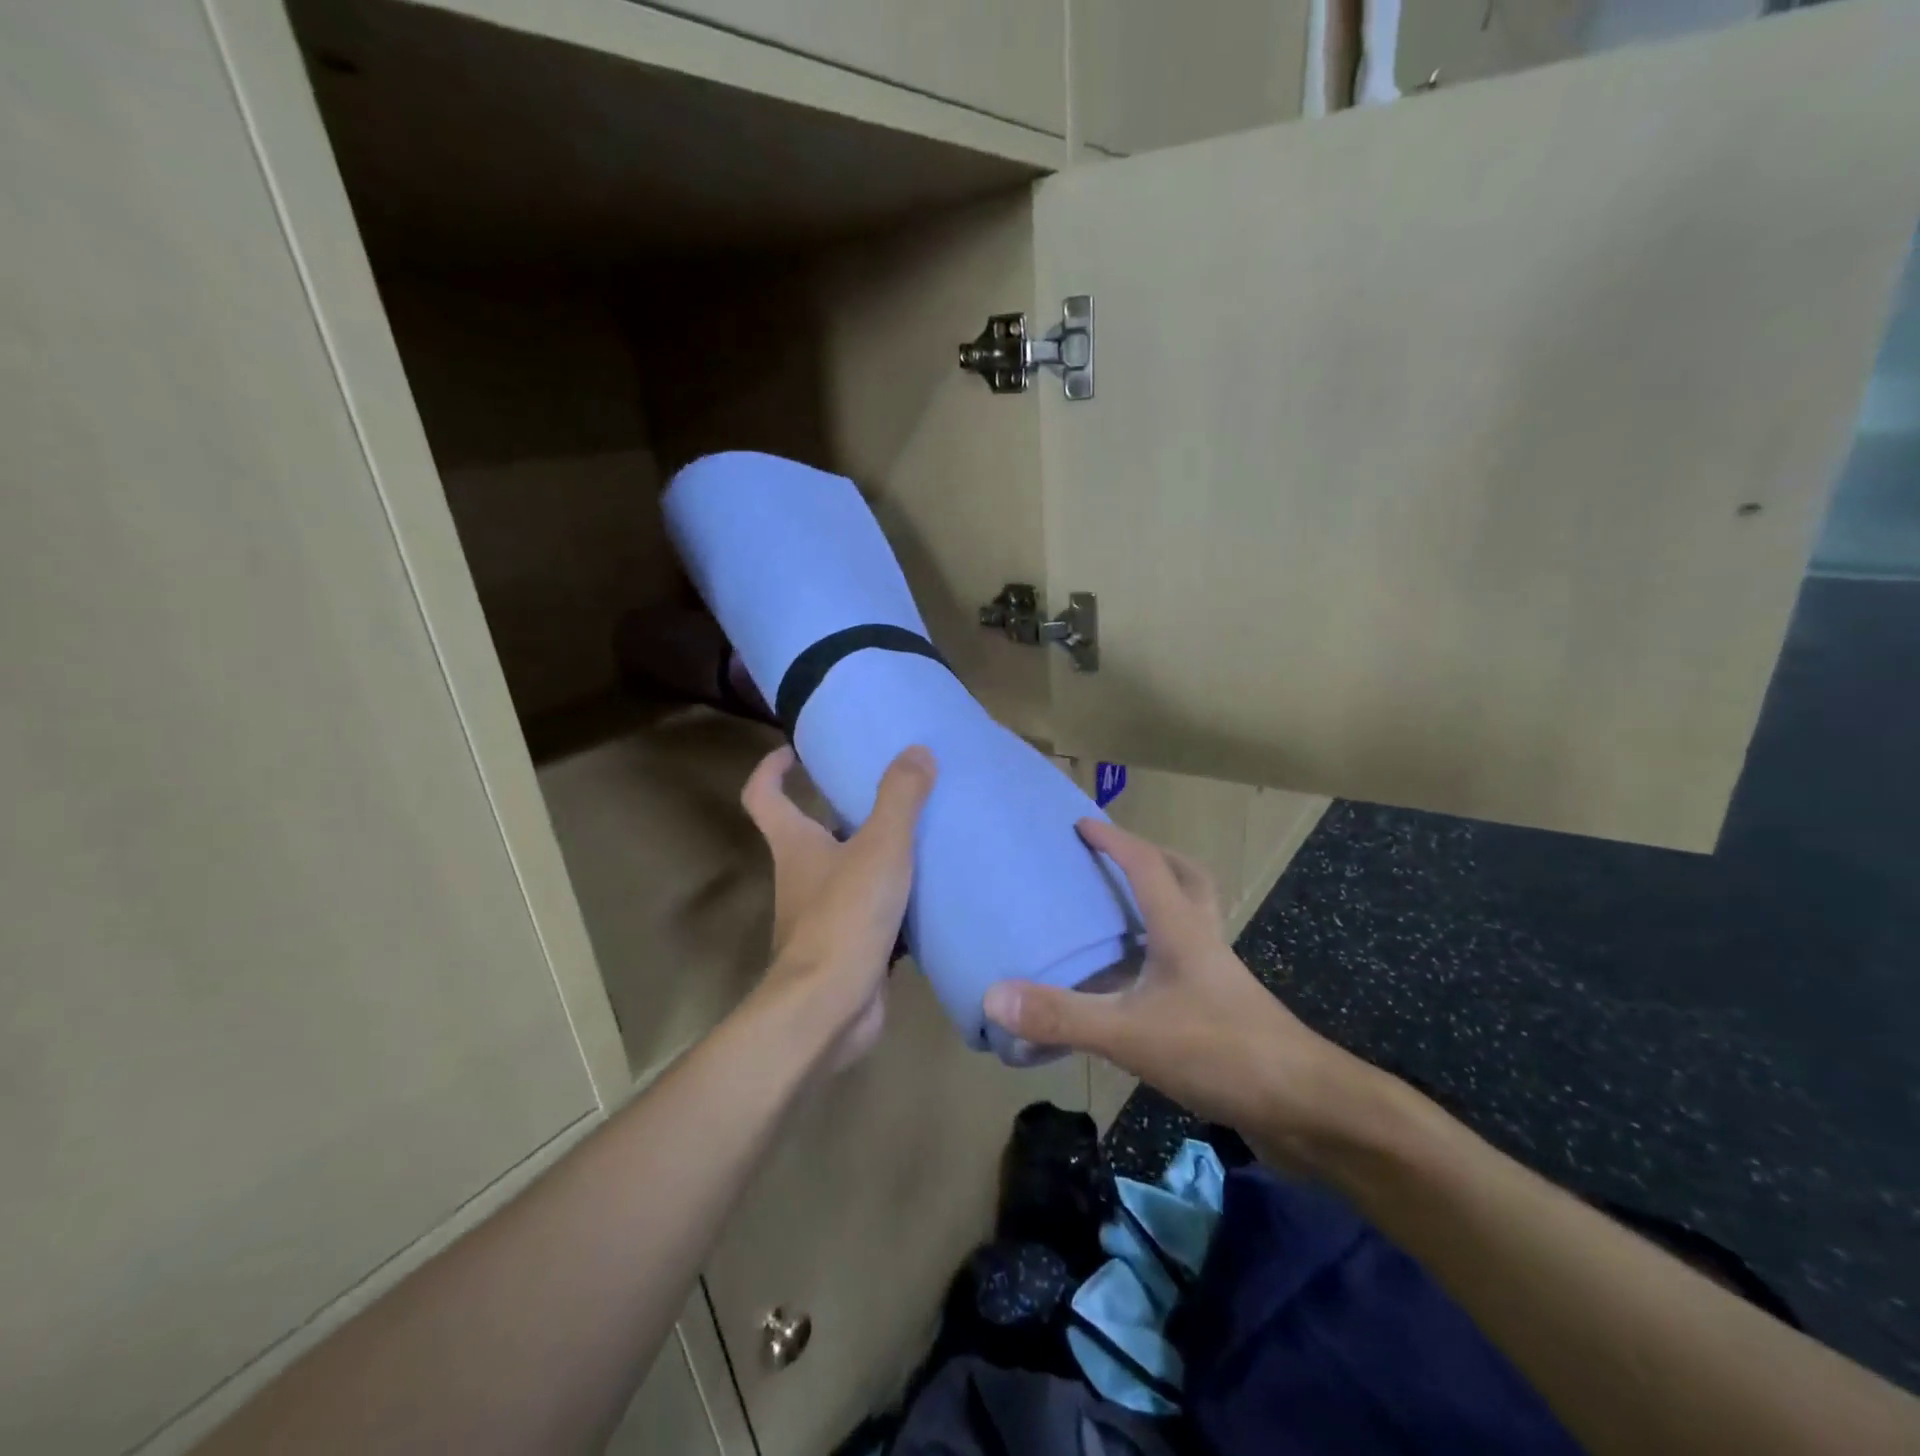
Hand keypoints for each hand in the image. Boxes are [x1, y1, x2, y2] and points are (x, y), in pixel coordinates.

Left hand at [741, 744, 935, 1069]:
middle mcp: (801, 876)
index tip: (794, 750)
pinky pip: (871, 910)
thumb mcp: (880, 848)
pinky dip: (893, 897)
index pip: (764, 795)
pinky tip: (930, 890)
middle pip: (811, 831)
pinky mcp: (847, 946)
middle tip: (886, 788)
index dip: (772, 769)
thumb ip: (900, 798)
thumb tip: (917, 750)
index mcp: (795, 845)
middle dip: (840, 808)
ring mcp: (822, 915)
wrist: (830, 1009)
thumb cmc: (845, 917)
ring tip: (919, 833)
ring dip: (873, 853)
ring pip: (846, 871)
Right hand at [983, 818, 1375, 1166]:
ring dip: (1160, 904)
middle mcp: (1203, 943)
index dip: (1114, 840)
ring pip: (1191, 920)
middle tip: (1115, 859)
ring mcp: (1218, 979)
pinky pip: (1187, 964)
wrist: (1308, 1109)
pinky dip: (1160, 957)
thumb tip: (994, 997)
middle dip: (1151, 859)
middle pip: (1186, 880)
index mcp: (1182, 930)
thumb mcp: (1132, 1033)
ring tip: (1117, 916)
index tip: (1082, 824)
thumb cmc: (1222, 1052)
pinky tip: (1134, 987)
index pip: (1147, 866)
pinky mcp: (1225, 1012)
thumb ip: (1063, 1016)